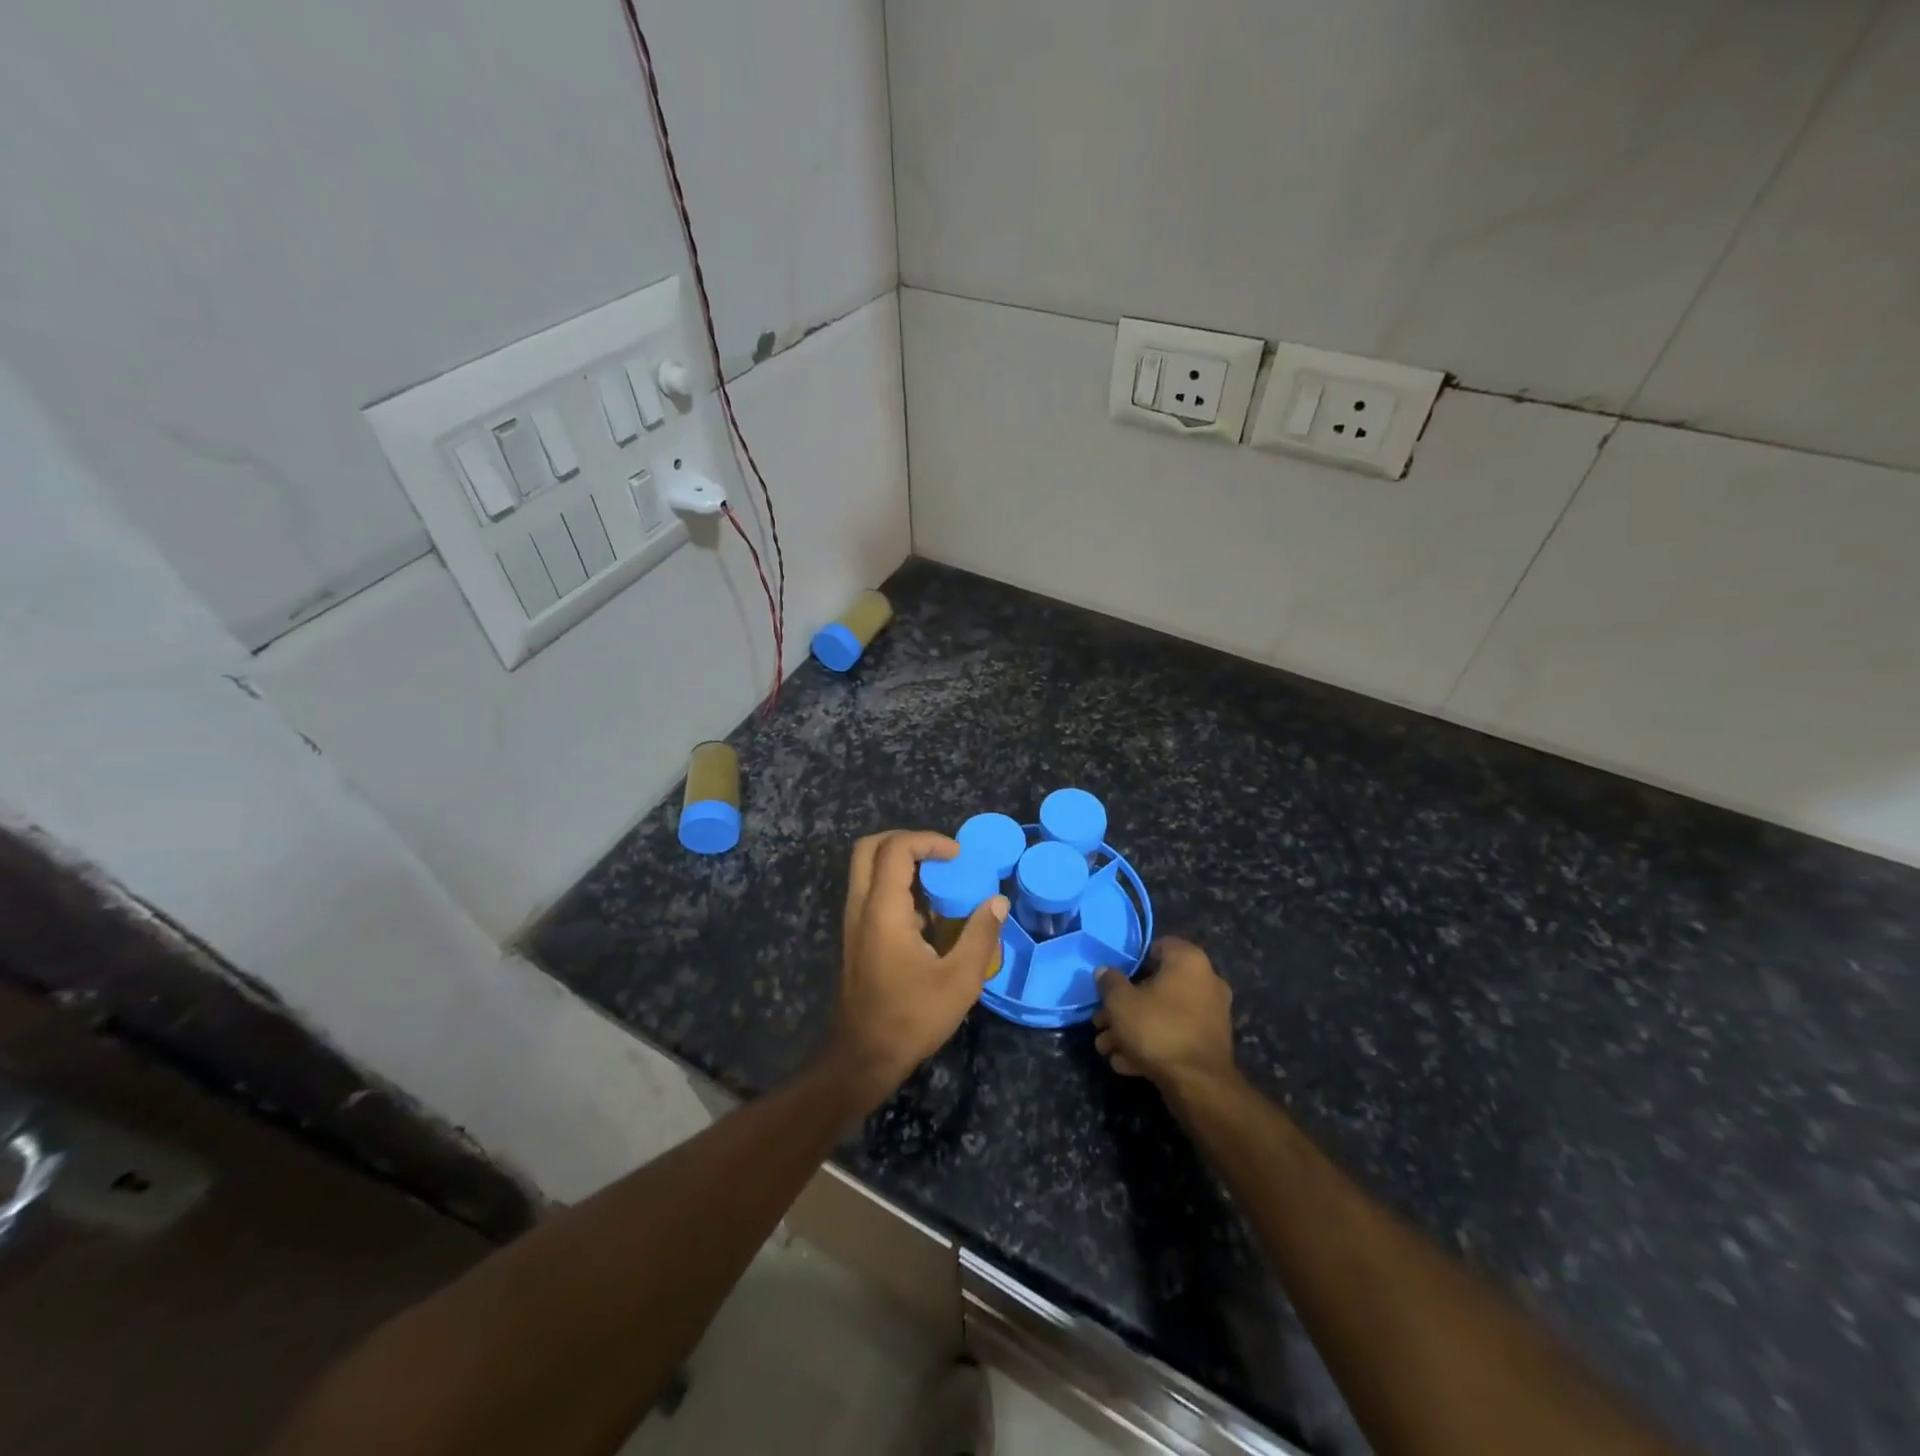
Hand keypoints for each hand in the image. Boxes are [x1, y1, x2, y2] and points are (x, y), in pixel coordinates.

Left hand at [828, 830, 1008, 1106]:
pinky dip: (897, 887)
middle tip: (941, 856)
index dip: (928, 841)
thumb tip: (998, 901)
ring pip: (868, 870)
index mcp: (883, 910)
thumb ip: (981, 935)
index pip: (896, 848)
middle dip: (907, 841)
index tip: (958, 857)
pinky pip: (872, 893)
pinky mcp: (857, 938)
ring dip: (901, 864)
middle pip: (870, 848)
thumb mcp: (960, 980)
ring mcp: (854, 922)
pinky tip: (929, 916)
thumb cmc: (911, 1018)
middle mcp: (861, 907)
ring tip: (940, 883)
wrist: (863, 1058)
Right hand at [1093, 937, 1235, 1091]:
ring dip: (1133, 1028)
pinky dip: (1152, 1045)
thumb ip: (1110, 983)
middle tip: (1100, 1021)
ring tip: (1106, 1047)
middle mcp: (1206, 982)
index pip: (1158, 946)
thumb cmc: (1158, 1028)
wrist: (1199, 1084)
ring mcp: (1211, 1015)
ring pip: (1163, 1015)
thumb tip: (1105, 972)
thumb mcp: (1121, 1002)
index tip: (1113, 978)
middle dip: (1124, 1005)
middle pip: (1156, 986)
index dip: (1132, 960)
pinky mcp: (1210, 1044)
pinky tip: (1125, 1062)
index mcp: (1189, 962)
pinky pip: (1175, 1035)